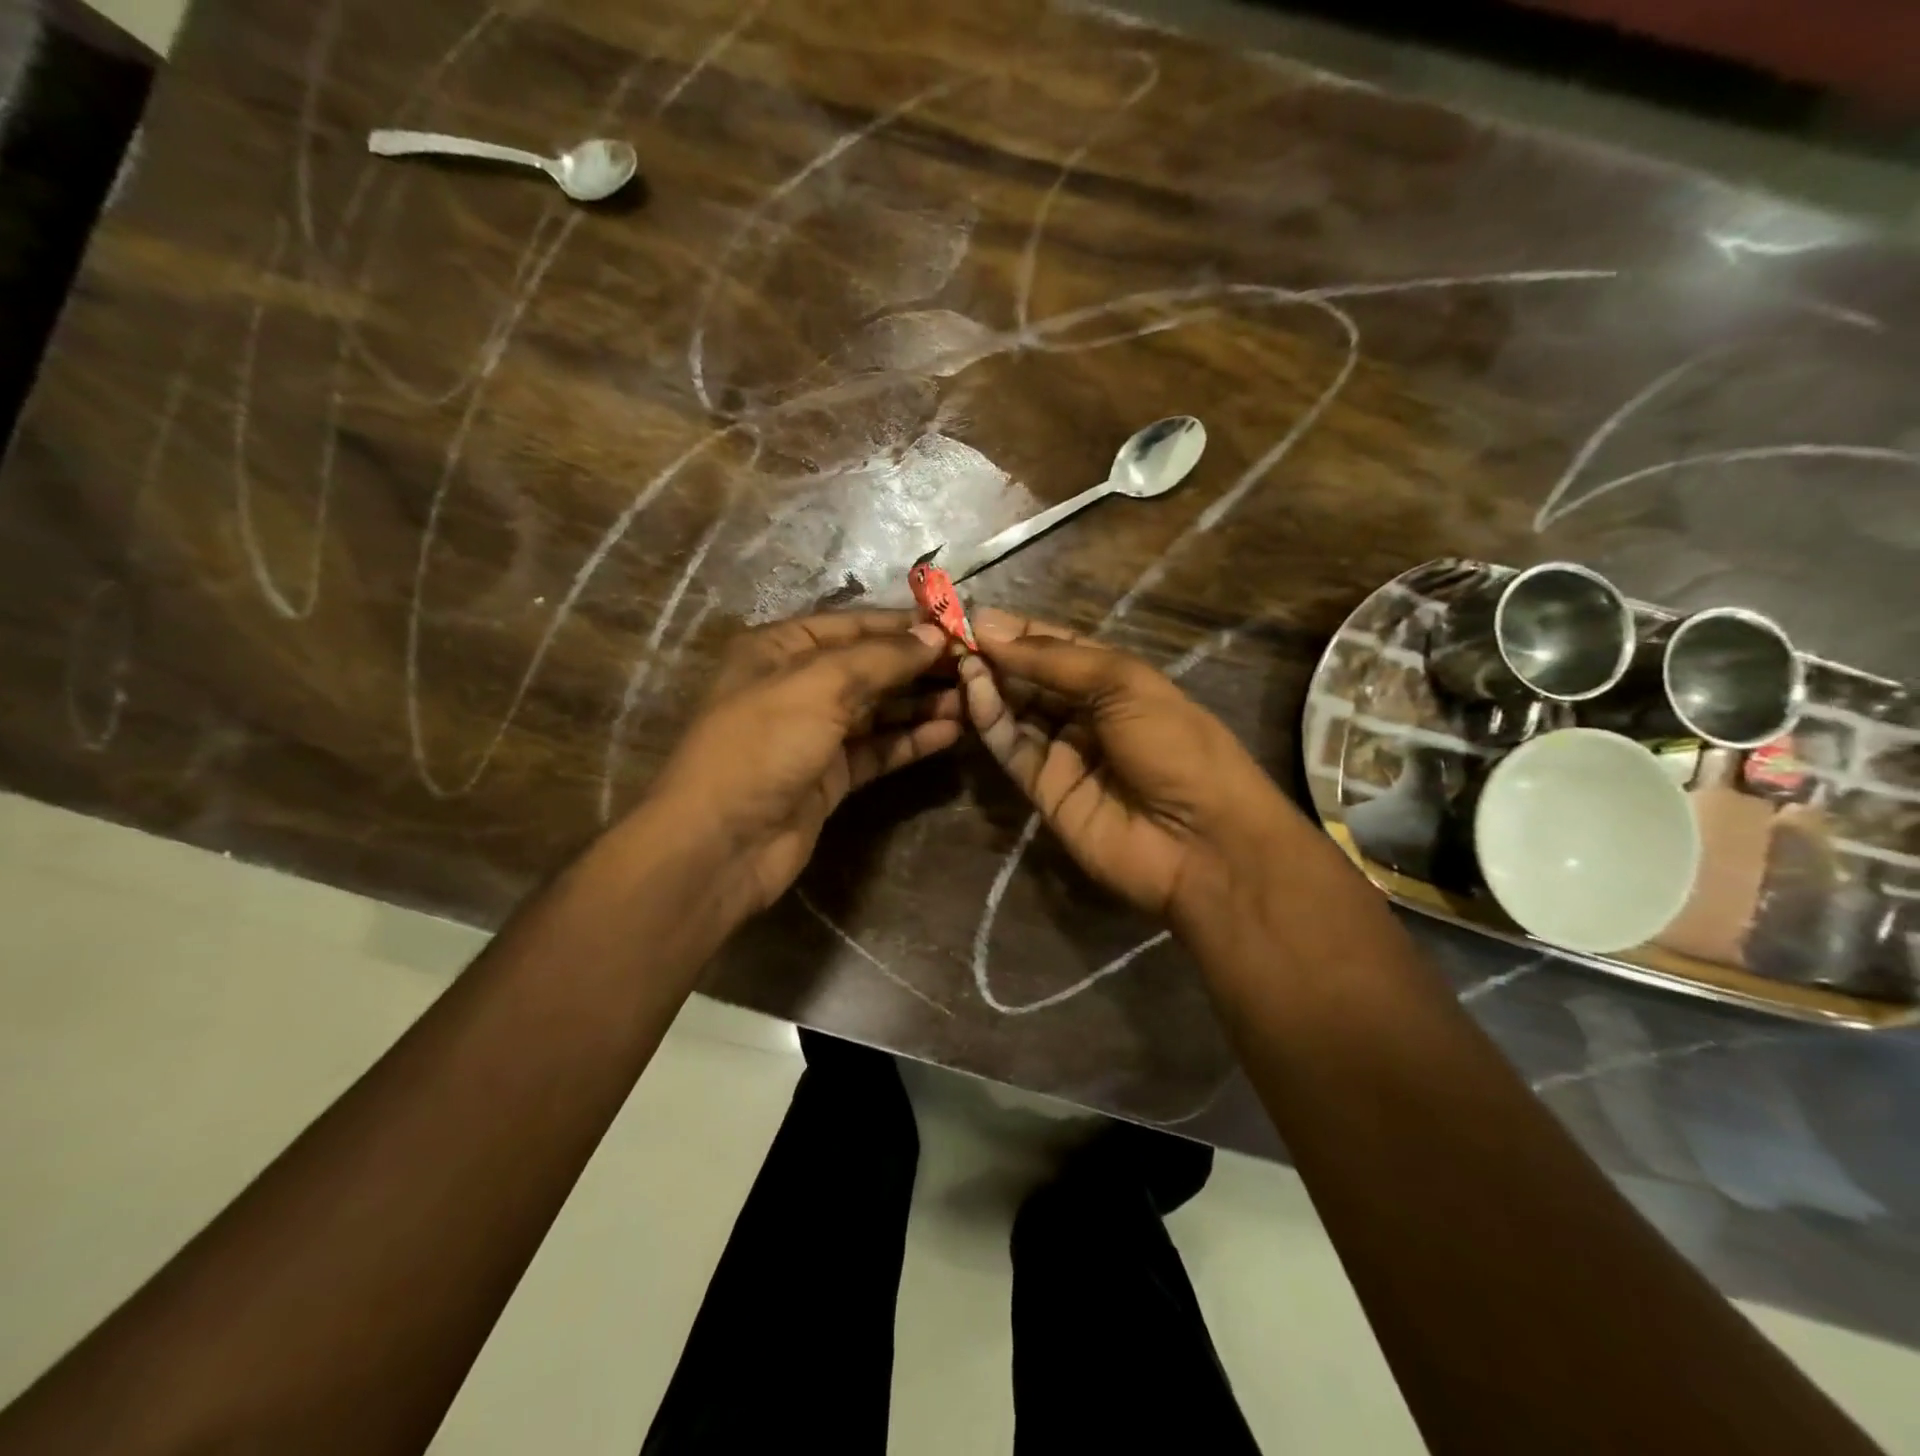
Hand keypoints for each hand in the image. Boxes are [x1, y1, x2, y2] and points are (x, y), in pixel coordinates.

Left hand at [649, 610, 961, 916]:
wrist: (720, 844)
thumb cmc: (762, 745)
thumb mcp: (819, 686)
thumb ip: (880, 658)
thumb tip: (933, 635)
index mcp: (779, 649)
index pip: (853, 625)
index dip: (904, 625)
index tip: (957, 626)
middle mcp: (797, 685)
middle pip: (870, 667)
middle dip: (919, 666)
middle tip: (974, 665)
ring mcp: (814, 734)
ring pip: (878, 710)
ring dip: (922, 703)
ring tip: (973, 699)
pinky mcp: (831, 776)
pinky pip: (879, 749)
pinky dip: (911, 740)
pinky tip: (950, 732)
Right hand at [958, 609, 1305, 925]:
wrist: (1201, 842)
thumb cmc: (1175, 744)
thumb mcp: (1124, 683)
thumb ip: (1054, 659)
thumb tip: (991, 628)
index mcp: (1115, 680)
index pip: (1056, 647)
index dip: (1018, 630)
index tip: (973, 614)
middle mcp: (1086, 713)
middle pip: (1031, 678)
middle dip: (995, 655)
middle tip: (951, 635)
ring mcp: (1064, 753)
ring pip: (1016, 711)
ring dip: (988, 684)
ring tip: (960, 659)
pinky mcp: (1044, 790)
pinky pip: (1013, 749)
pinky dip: (992, 720)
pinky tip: (976, 691)